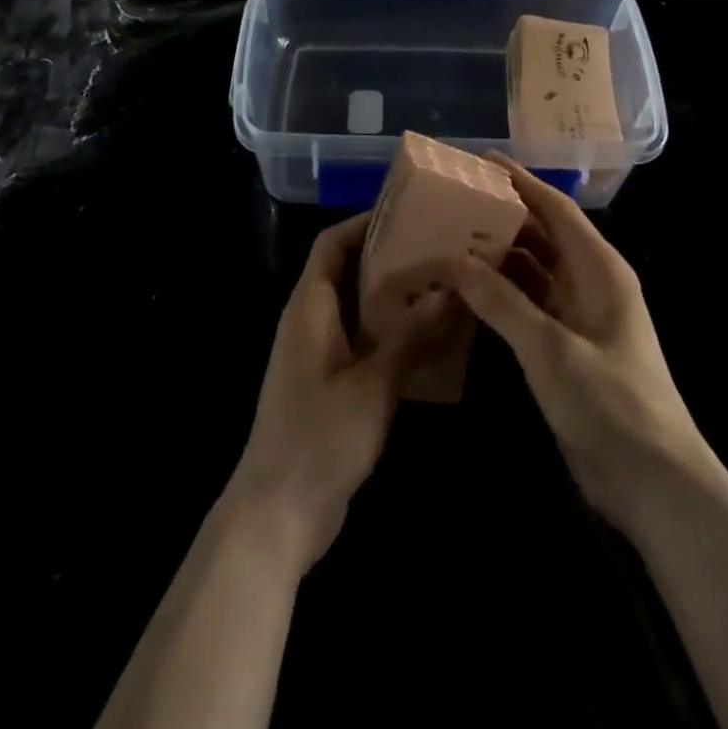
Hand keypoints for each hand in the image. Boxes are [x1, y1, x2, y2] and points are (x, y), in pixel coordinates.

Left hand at [226, 213, 450, 569]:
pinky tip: (432, 340)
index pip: (332, 244)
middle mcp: (310, 322)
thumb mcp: (372, 384)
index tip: (409, 213)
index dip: (365, 223)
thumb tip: (449, 290)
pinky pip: (363, 342)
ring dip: (395, 297)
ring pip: (358, 308)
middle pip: (347, 271)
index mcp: (309, 307)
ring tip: (445, 286)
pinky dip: (392, 334)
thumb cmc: (319, 438)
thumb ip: (409, 336)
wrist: (278, 515)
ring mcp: (318, 355)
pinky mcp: (330, 385)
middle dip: (390, 257)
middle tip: (440, 248)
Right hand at [434, 158, 713, 538]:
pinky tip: (465, 289)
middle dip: (502, 216)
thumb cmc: (610, 404)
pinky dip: (499, 293)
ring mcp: (578, 316)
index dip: (521, 181)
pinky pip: (527, 304)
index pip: (556, 209)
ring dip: (496, 255)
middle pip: (541, 235)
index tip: (481, 161)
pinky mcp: (565, 346)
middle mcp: (590, 283)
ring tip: (449, 237)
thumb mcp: (549, 348)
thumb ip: (500, 300)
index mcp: (599, 269)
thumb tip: (452, 260)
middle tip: (452, 200)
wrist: (653, 483)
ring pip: (532, 271)